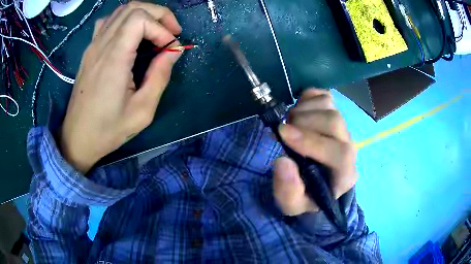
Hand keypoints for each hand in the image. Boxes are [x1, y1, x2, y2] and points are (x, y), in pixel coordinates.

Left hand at [60, 2, 182, 173]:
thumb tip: (174, 50)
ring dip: (144, 14)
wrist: (77, 138)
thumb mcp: (142, 111)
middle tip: (171, 32)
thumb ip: (160, 76)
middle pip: (133, 8)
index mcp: (113, 58)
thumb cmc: (108, 129)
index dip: (161, 28)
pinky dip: (125, 20)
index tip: (170, 49)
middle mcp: (101, 45)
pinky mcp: (90, 50)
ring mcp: (93, 45)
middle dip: (158, 14)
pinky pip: (108, 22)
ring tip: (155, 31)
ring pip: (121, 11)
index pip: (140, 19)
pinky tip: (131, 34)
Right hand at [273, 88, 356, 215]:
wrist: (316, 184)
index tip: (282, 134)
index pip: (339, 154)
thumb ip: (288, 191)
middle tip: (282, 130)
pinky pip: (324, 96)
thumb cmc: (306, 196)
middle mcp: (348, 147)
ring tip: (289, 123)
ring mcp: (342, 128)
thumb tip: (282, 161)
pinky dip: (307, 98)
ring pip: (329, 106)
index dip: (312, 141)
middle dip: (303, 122)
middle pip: (334, 122)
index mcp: (344, 174)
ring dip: (303, 109)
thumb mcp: (292, 205)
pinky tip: (298, 111)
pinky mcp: (333, 113)